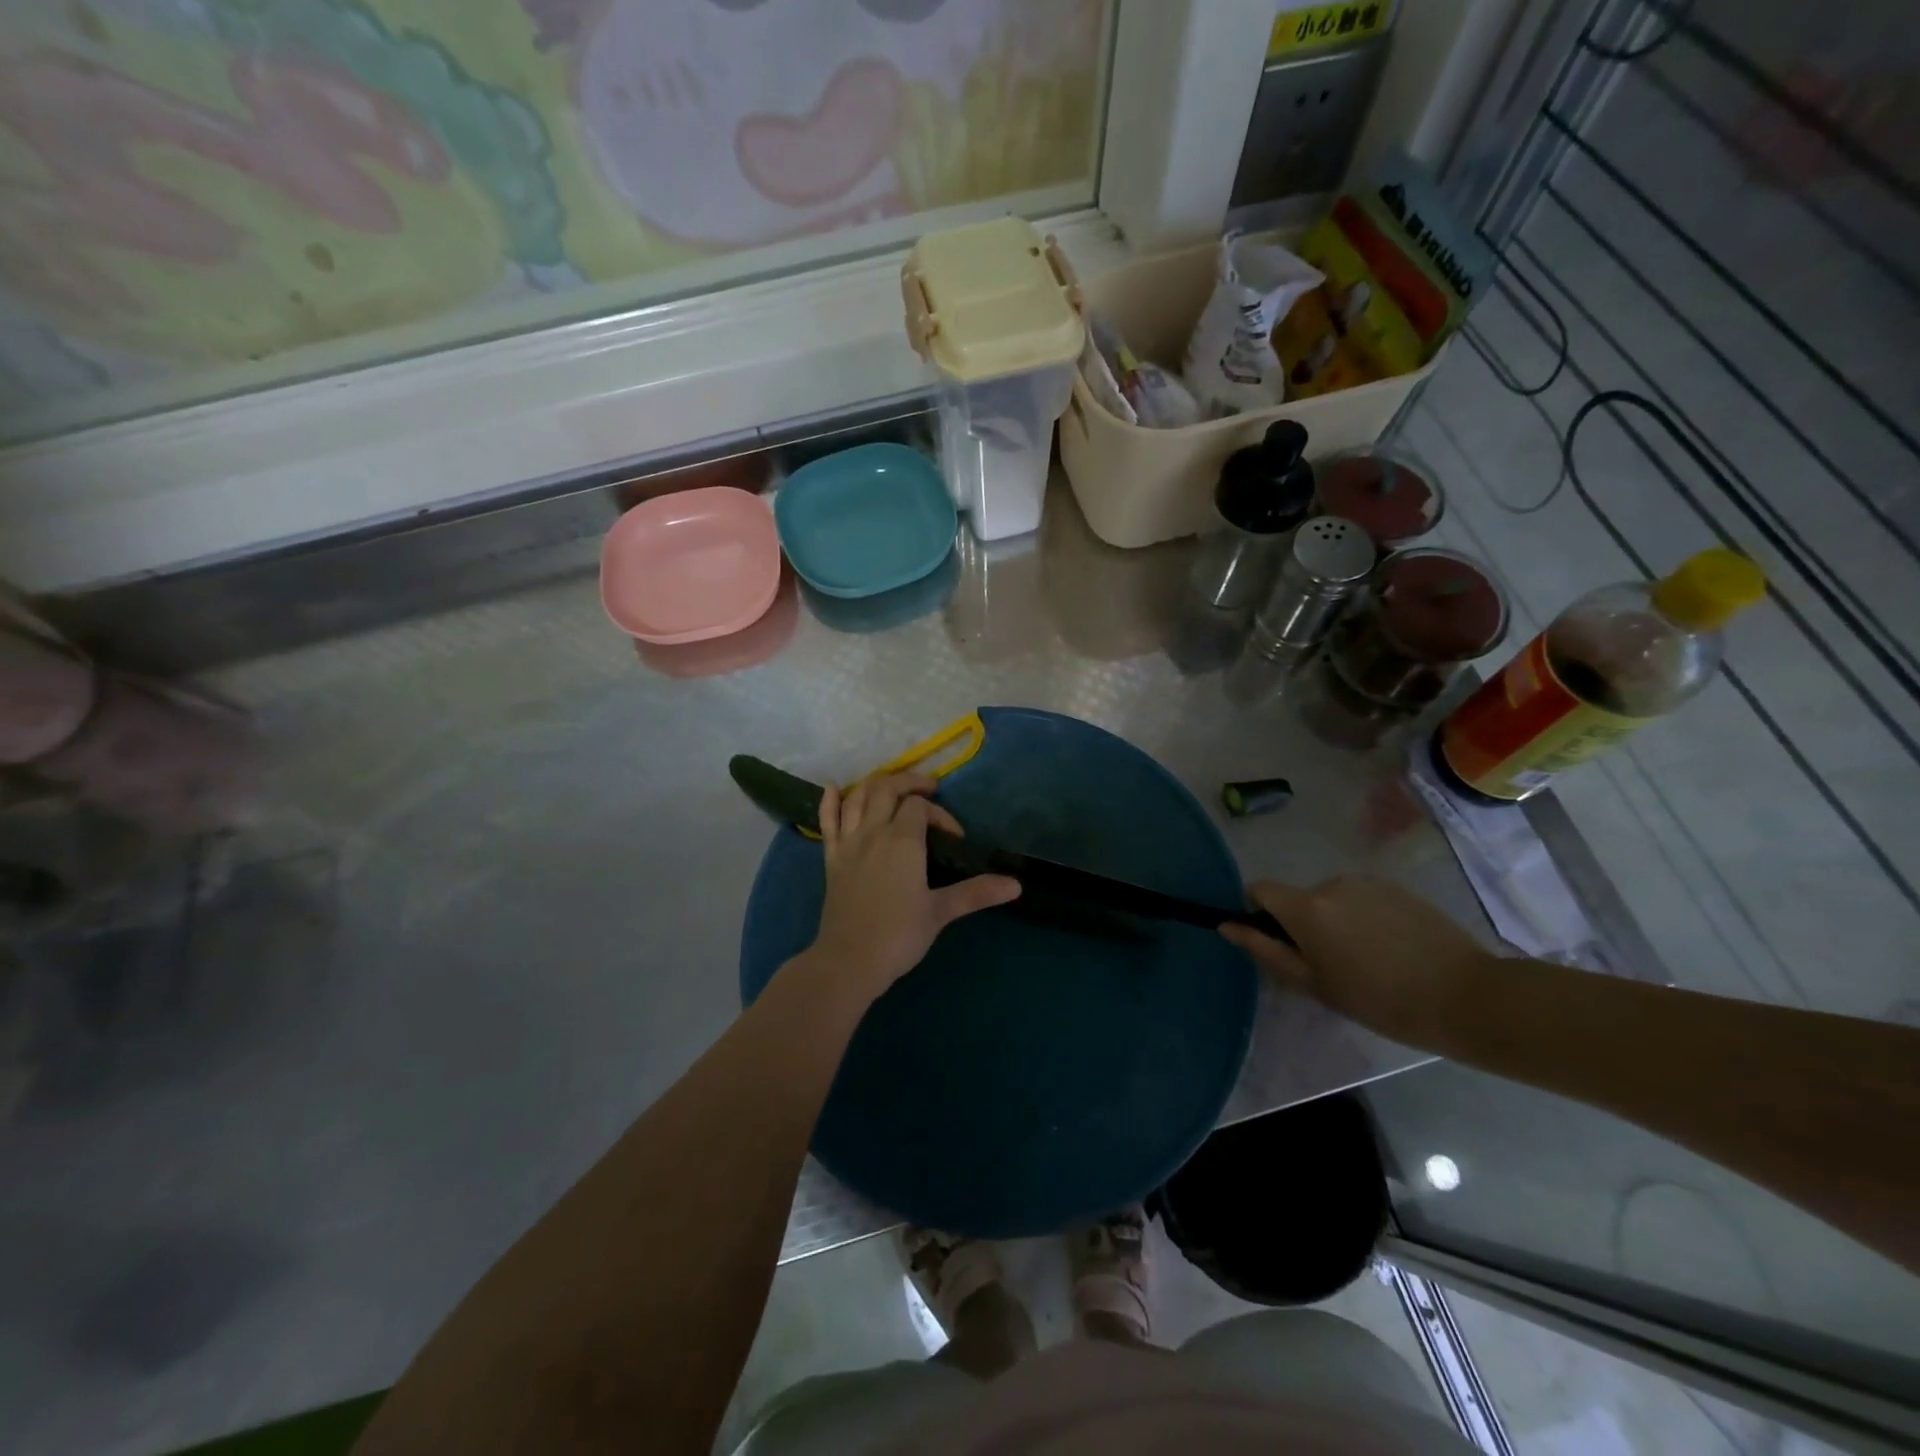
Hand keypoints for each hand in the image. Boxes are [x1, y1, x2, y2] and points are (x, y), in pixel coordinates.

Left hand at [799, 772, 1020, 1007]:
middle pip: (886, 788)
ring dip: (876, 785)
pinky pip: (826, 821)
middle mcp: (873, 831)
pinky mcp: (831, 858)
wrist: (850, 960)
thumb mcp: (941, 911)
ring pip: (858, 797)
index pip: (920, 807)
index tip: (954, 839)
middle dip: (909, 782)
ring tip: (893, 788)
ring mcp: (848, 843)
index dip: (940, 814)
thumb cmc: (899, 935)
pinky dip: (829, 801)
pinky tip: (834, 788)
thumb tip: (1016, 885)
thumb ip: (976, 892)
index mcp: (902, 840)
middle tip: (927, 790)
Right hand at [1219, 876, 1491, 1046]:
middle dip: (1304, 925)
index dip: (1258, 913)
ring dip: (1337, 923)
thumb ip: (1265, 950)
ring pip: (1332, 900)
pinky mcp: (1398, 888)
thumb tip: (1227, 925)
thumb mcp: (1314, 984)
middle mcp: (1330, 883)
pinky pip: (1363, 899)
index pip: (1259, 889)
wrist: (1466, 997)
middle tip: (1331, 967)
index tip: (1279, 944)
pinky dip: (1365, 919)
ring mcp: (1367, 883)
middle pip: (1298, 898)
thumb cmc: (1380, 1001)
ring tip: (1368, 962)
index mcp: (1305, 907)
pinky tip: (1393, 951)